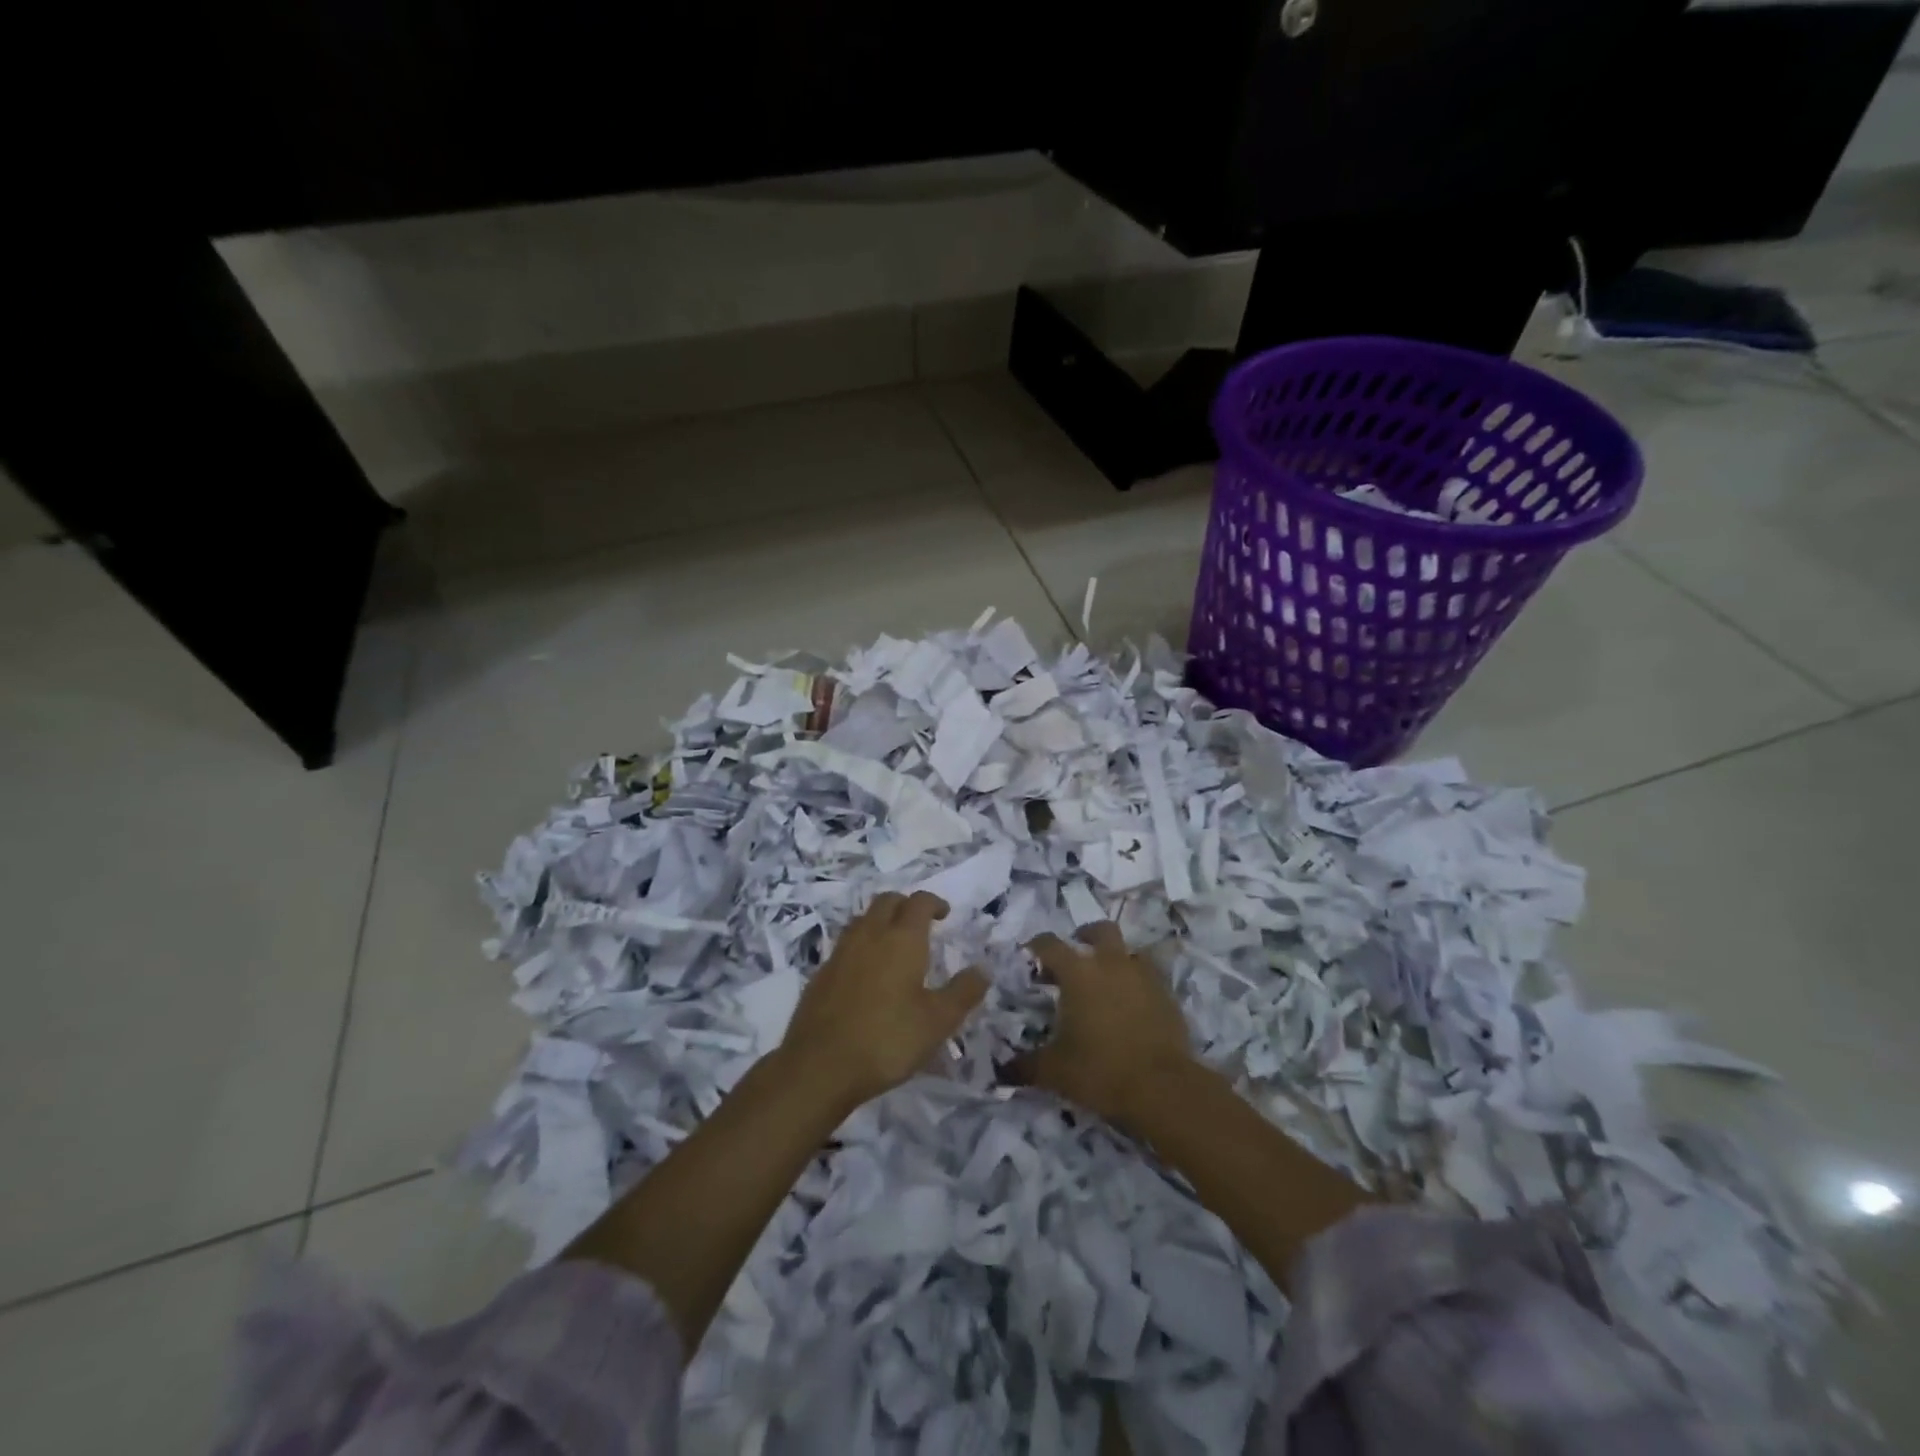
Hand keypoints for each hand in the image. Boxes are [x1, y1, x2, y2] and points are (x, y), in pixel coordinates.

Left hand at [778, 891, 988, 1113]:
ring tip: (894, 945)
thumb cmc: (887, 1039)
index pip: (918, 902)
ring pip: (863, 920)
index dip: (933, 902)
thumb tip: (983, 970)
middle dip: (905, 905)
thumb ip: (963, 992)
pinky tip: (867, 975)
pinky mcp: (821, 974)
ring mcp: (840, 953)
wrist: (819, 1065)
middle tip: (920, 924)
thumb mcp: (938, 1021)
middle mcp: (869, 935)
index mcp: (902, 939)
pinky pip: (846, 946)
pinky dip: (861, 947)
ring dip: (881, 922)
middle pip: (887, 901)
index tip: (944, 914)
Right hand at [1015, 922, 1196, 1133]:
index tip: (1030, 955)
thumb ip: (1025, 1066)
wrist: (1162, 1088)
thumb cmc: (1099, 1070)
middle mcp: (1111, 963)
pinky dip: (1138, 984)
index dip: (1036, 946)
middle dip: (1086, 936)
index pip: (1050, 944)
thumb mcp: (1054, 1071)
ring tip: (1107, 983)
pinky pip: (1151, 977)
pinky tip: (1132, 1006)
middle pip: (1100, 930)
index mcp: (1078, 972)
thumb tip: (1002, 1071)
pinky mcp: (1168, 995)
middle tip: (1076, 954)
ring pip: (1130, 951)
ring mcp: (1144, 976)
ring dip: (1117, 959)